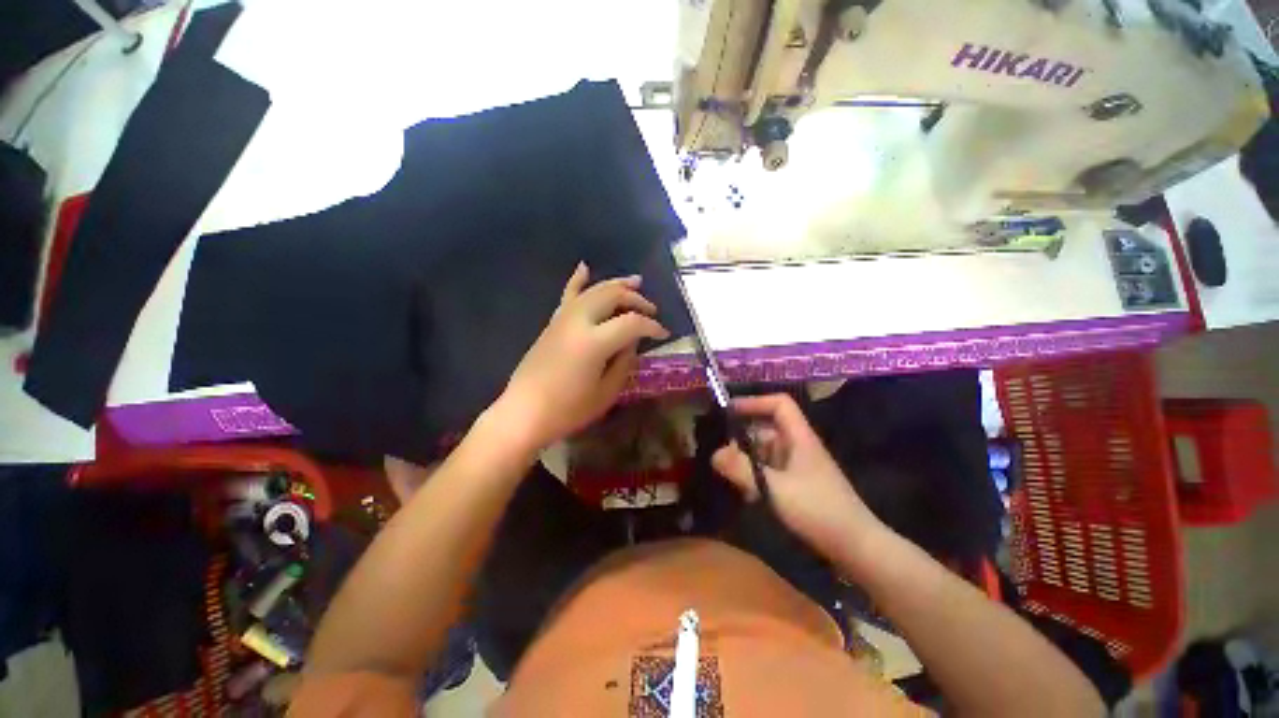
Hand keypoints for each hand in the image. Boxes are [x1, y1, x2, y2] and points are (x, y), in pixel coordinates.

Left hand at [494, 263, 669, 451]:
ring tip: (635, 282)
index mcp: (594, 342)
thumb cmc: (568, 410)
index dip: (652, 326)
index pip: (632, 323)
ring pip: (594, 290)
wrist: (524, 413)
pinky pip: (568, 296)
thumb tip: (633, 342)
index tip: (663, 334)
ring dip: (616, 284)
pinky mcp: (553, 323)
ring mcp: (563, 319)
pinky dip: (578, 280)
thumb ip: (624, 362)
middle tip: (652, 310)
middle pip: (613, 296)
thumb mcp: (606, 392)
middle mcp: (578, 321)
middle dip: (636, 300)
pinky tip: (585, 267)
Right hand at [712, 394, 884, 559]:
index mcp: (799, 437)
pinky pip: (771, 471)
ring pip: (766, 452)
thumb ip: (742, 470)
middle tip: (722, 456)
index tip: (729, 411)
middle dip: (743, 440)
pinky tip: (749, 495)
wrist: (856, 547)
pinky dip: (757, 477)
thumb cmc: (818, 510)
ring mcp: (799, 466)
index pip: (779, 404)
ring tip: (732, 479)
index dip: (754, 402)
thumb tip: (714, 454)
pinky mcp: (799, 484)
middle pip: (767, 430)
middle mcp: (799, 446)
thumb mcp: (775, 488)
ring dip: (748, 462)